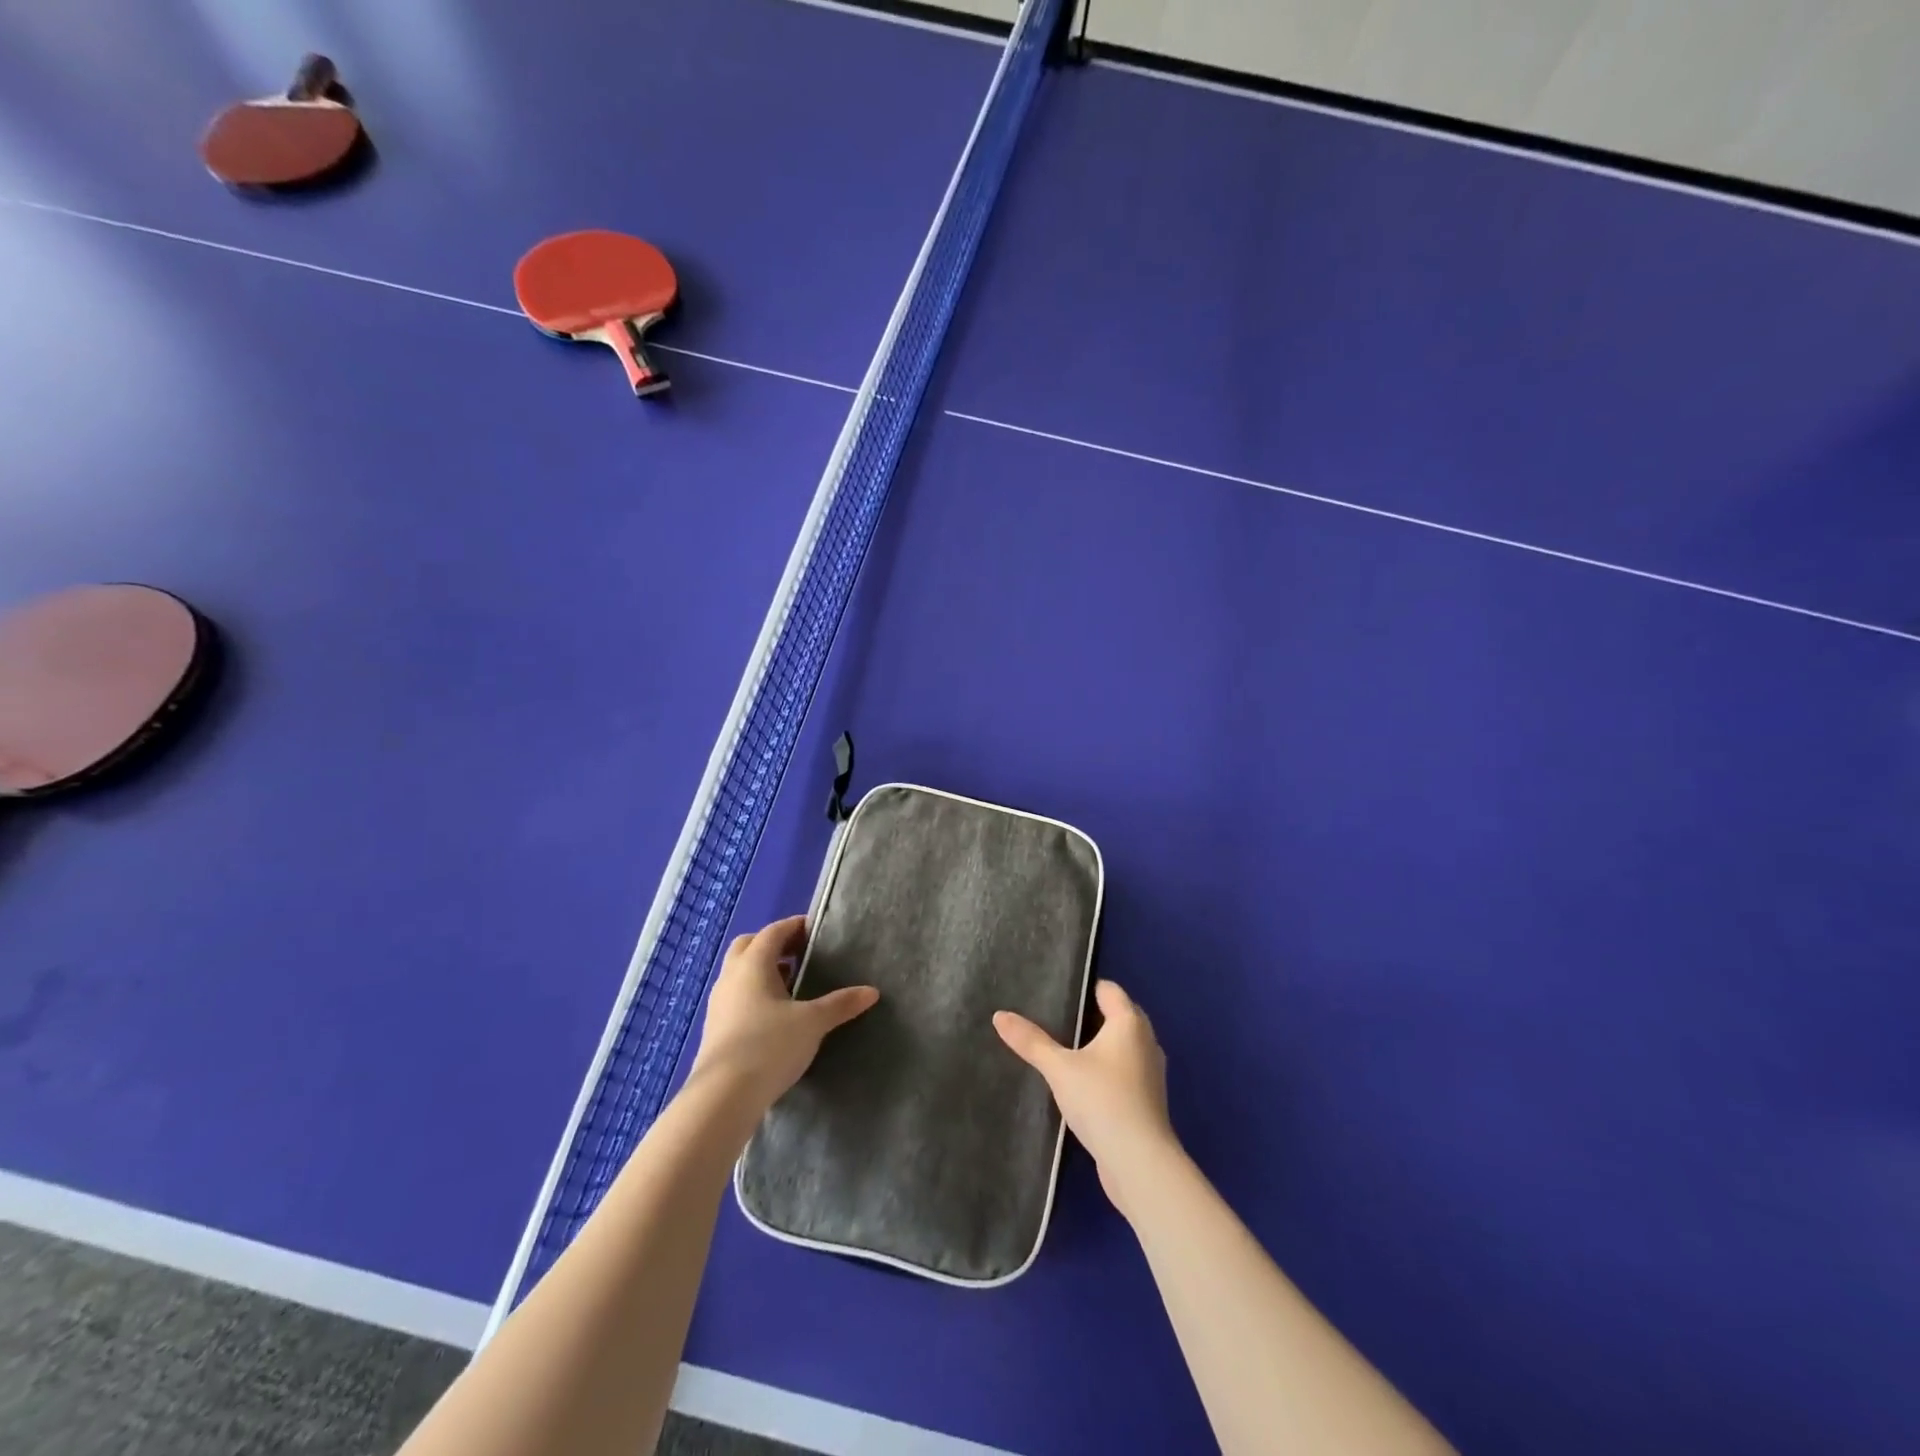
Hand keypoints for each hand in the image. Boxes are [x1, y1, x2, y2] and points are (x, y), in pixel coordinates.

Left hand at [692, 915, 877, 1113]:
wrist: (722, 1098)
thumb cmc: (769, 1046)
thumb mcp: (812, 1023)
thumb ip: (840, 1004)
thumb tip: (872, 991)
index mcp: (753, 964)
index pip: (774, 931)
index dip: (794, 926)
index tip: (815, 930)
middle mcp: (731, 977)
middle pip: (749, 945)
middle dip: (773, 945)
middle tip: (800, 955)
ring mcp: (718, 1003)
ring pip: (739, 973)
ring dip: (762, 971)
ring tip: (791, 985)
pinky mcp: (714, 1029)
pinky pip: (735, 997)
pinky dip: (754, 995)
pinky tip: (774, 1016)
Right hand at [994, 981, 1179, 1213]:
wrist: (1140, 1163)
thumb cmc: (1102, 1100)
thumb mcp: (1059, 1068)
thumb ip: (1031, 1041)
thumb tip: (999, 1015)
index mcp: (1129, 1023)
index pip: (1109, 989)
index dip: (1085, 987)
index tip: (1058, 991)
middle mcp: (1146, 1041)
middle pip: (1118, 1016)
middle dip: (1090, 1015)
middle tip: (1055, 1018)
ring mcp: (1150, 1073)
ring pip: (1122, 1046)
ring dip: (1099, 1046)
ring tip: (1064, 1049)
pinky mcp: (1147, 1101)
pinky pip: (1124, 1072)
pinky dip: (1106, 1070)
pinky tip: (1082, 1083)